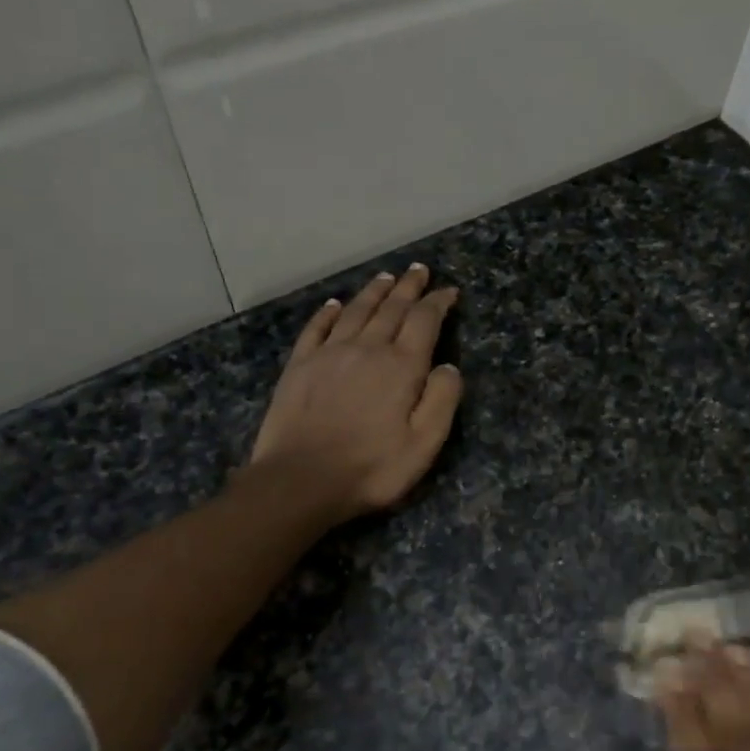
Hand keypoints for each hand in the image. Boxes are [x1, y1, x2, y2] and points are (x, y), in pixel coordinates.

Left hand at [250, 265, 462, 522]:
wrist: (301, 480)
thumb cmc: (372, 468)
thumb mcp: (424, 444)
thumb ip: (442, 400)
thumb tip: (449, 366)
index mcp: (401, 366)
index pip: (424, 321)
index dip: (439, 303)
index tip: (449, 291)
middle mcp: (367, 348)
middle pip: (391, 308)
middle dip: (409, 287)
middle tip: (419, 271)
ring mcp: (329, 354)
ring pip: (357, 311)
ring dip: (374, 292)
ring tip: (386, 278)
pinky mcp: (300, 366)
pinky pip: (317, 328)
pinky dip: (329, 312)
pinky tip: (335, 304)